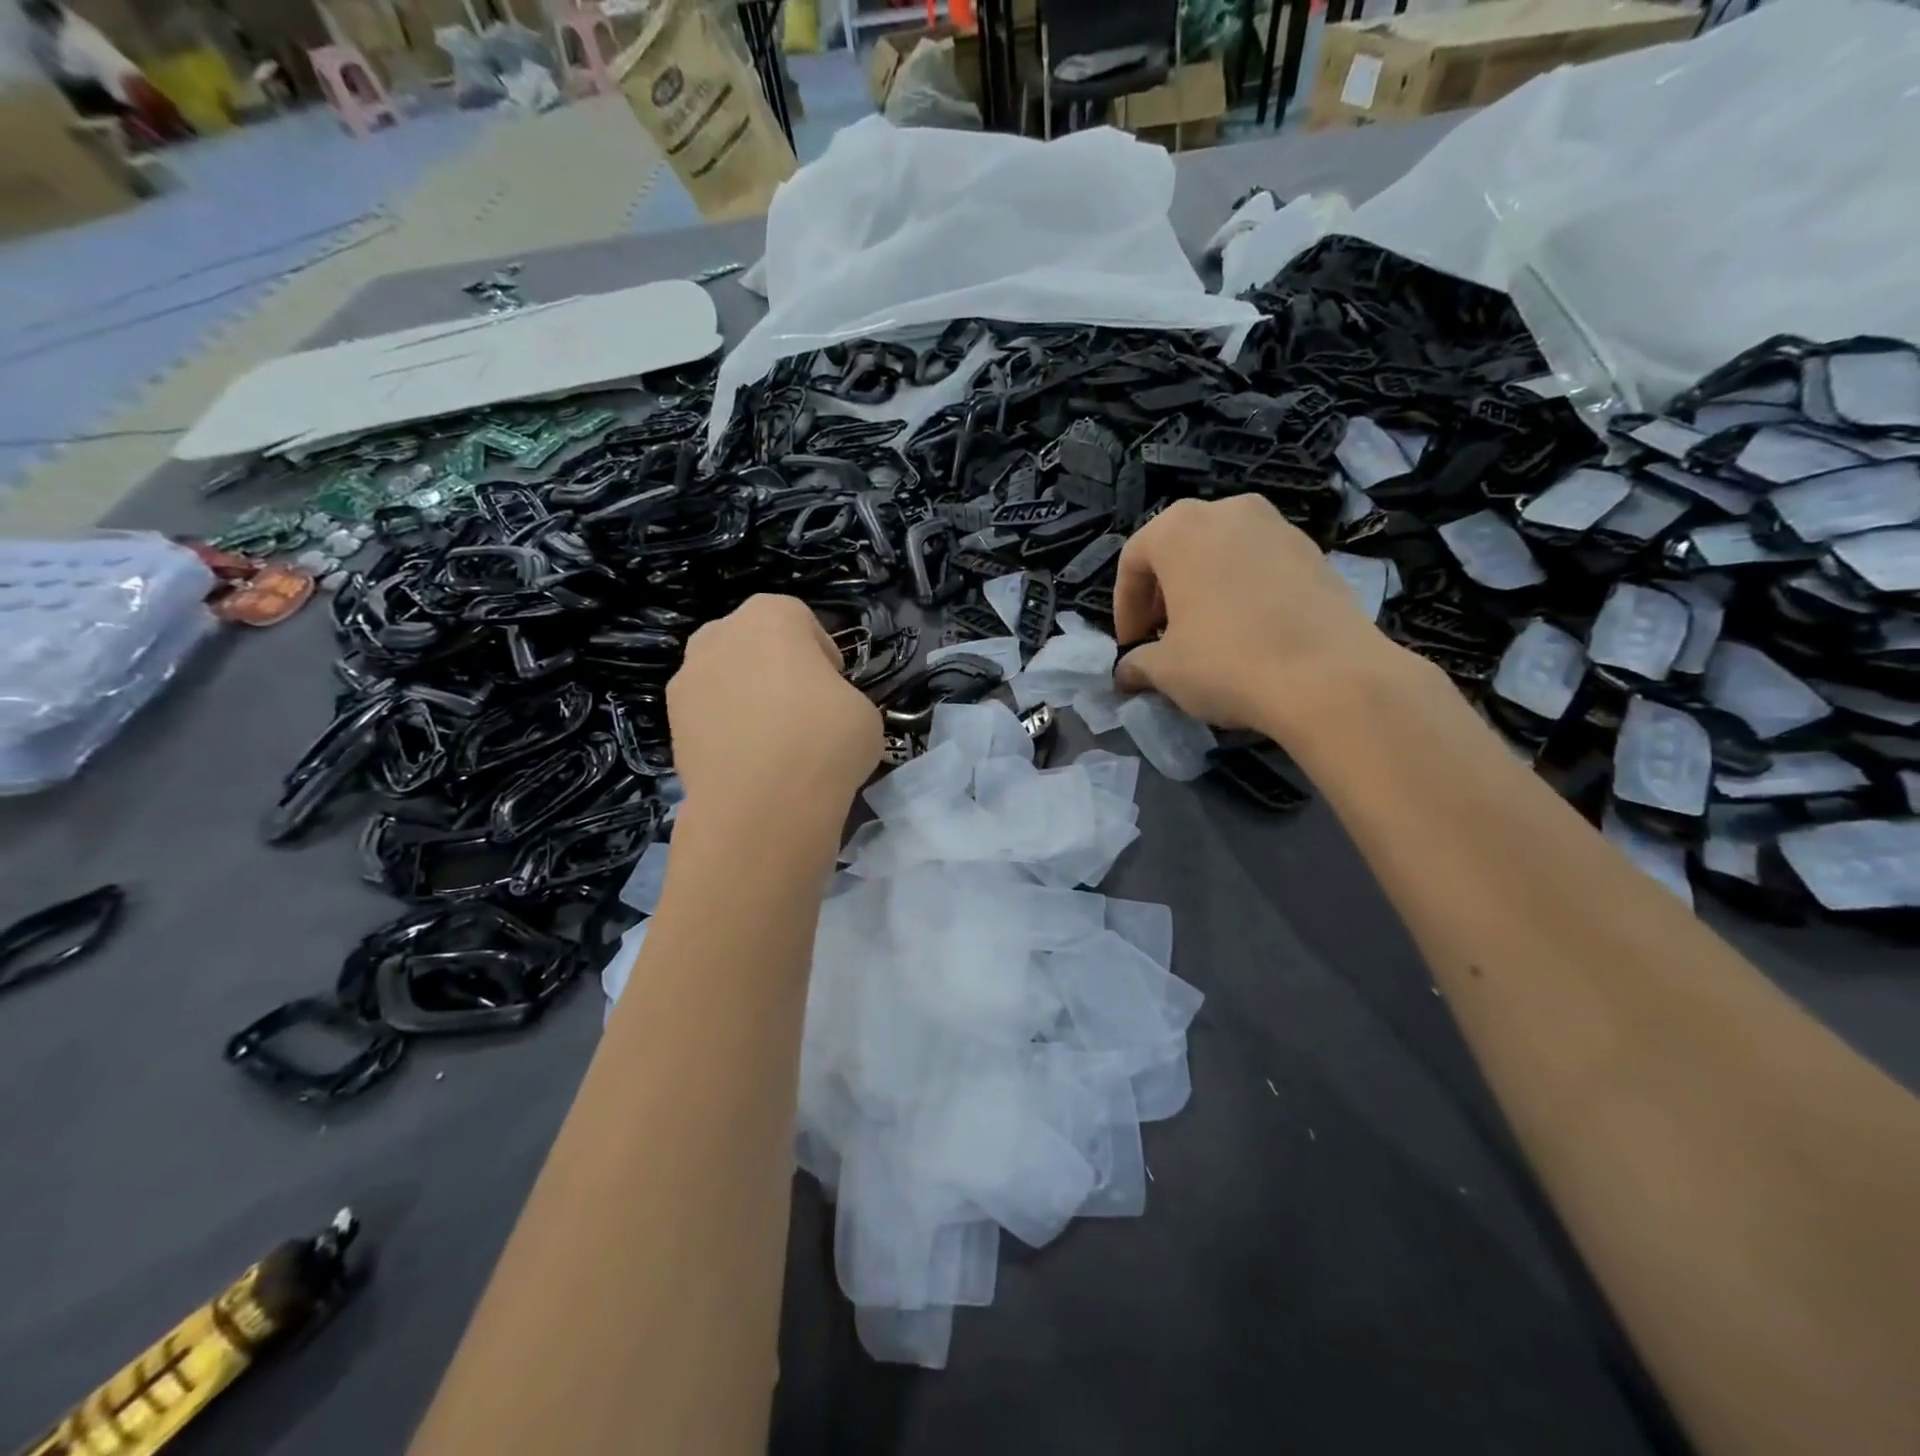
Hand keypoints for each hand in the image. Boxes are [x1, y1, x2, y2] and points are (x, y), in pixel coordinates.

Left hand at [667, 595, 882, 821]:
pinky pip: (707, 715)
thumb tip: (823, 712)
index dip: (821, 651)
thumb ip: (840, 696)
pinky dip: (725, 730)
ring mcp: (688, 679)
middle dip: (775, 666)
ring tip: (772, 740)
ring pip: (724, 677)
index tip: (835, 684)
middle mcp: (720, 636)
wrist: (762, 806)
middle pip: (752, 641)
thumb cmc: (824, 742)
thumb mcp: (864, 712)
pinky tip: (748, 763)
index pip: (799, 618)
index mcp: (771, 617)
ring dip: (745, 696)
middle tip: (802, 706)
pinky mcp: (671, 724)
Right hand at [1113, 496, 1400, 732]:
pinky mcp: (1315, 552)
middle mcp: (1228, 511)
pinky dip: (1243, 592)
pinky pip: (1260, 566)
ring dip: (1203, 590)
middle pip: (1179, 549)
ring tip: (1205, 636)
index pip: (1133, 560)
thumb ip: (1137, 664)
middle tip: (1162, 637)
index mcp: (1180, 528)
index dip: (1124, 608)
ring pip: (1222, 554)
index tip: (1130, 645)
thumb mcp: (1165, 670)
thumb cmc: (1226, 662)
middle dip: (1163, 594)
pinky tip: (1248, 634)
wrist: (1330, 677)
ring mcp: (1278, 526)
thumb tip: (1127, 672)